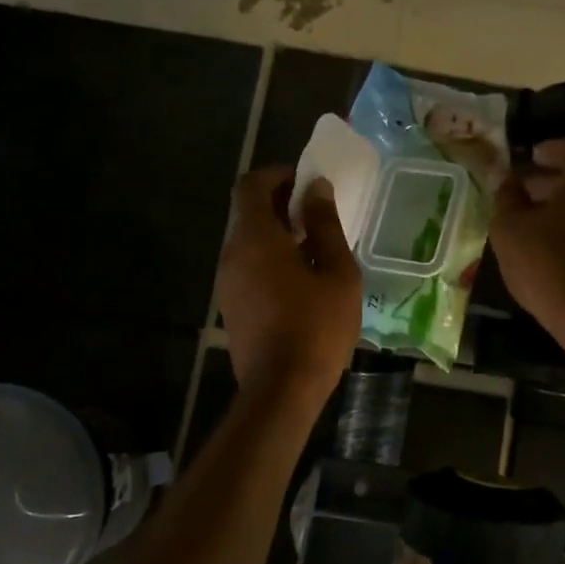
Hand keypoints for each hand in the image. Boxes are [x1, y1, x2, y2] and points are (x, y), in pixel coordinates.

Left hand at [217, 166, 361, 399]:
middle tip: (317, 214)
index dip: (276, 175)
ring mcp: (227, 282)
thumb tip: (317, 189)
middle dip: (280, 204)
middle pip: (248, 213)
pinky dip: (270, 259)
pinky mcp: (231, 306)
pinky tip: (301, 280)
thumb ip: (325, 225)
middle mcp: (232, 254)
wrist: (282, 389)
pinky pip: (248, 267)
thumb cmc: (317, 326)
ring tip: (315, 248)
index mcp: (255, 238)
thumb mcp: (336, 272)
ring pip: (248, 242)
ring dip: (276, 234)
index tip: (305, 180)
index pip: (251, 185)